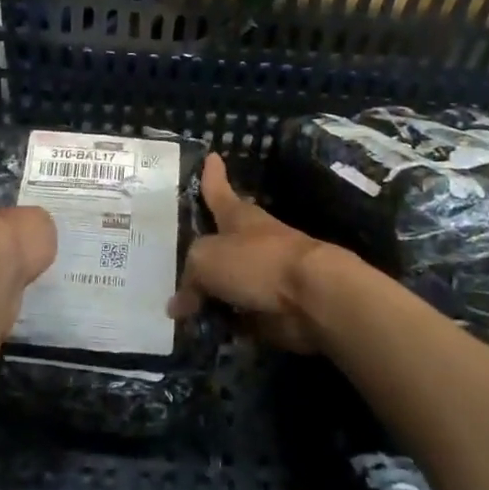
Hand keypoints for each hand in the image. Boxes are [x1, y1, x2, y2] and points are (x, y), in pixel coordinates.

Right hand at [169, 153, 332, 352]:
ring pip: (228, 280)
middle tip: (177, 256)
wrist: (311, 296)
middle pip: (222, 240)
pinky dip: (224, 322)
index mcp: (237, 217)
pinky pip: (239, 314)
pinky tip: (200, 332)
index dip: (212, 176)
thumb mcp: (206, 260)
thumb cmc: (257, 261)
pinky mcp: (272, 307)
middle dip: (205, 246)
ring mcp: (264, 274)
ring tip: (178, 304)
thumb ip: (188, 279)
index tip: (211, 157)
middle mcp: (251, 241)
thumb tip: (178, 305)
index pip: (218, 191)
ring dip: (210, 291)